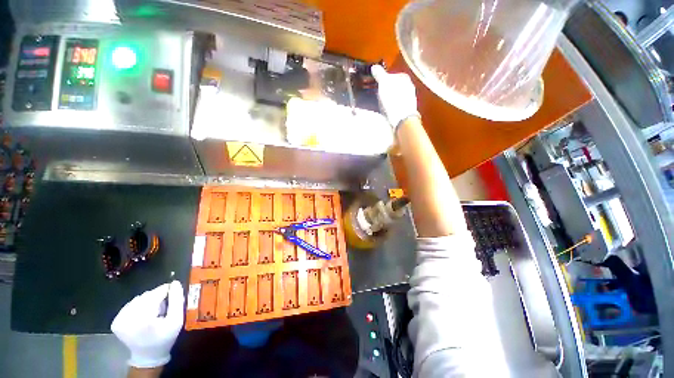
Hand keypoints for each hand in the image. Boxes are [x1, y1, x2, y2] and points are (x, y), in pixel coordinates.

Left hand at [112, 281, 184, 368]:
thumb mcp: (176, 320)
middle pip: (146, 296)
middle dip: (157, 297)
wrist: (148, 355)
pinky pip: (130, 305)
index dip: (165, 291)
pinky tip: (144, 314)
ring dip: (148, 301)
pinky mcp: (116, 321)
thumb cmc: (165, 337)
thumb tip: (175, 283)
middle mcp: (127, 318)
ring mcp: (119, 320)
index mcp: (143, 320)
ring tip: (155, 311)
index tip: (173, 291)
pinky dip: (139, 306)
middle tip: (165, 305)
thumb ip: (177, 300)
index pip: (155, 294)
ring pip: (138, 299)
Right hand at [371, 65, 420, 128]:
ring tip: (382, 104)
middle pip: (395, 86)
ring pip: (397, 96)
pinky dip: (392, 107)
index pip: (393, 75)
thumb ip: (379, 74)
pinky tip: (387, 111)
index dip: (384, 79)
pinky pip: (397, 105)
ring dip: (390, 99)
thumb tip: (374, 66)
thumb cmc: (393, 98)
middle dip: (388, 89)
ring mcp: (410, 99)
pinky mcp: (407, 110)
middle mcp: (410, 87)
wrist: (402, 118)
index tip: (378, 85)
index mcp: (405, 78)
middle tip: (379, 94)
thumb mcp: (384, 83)